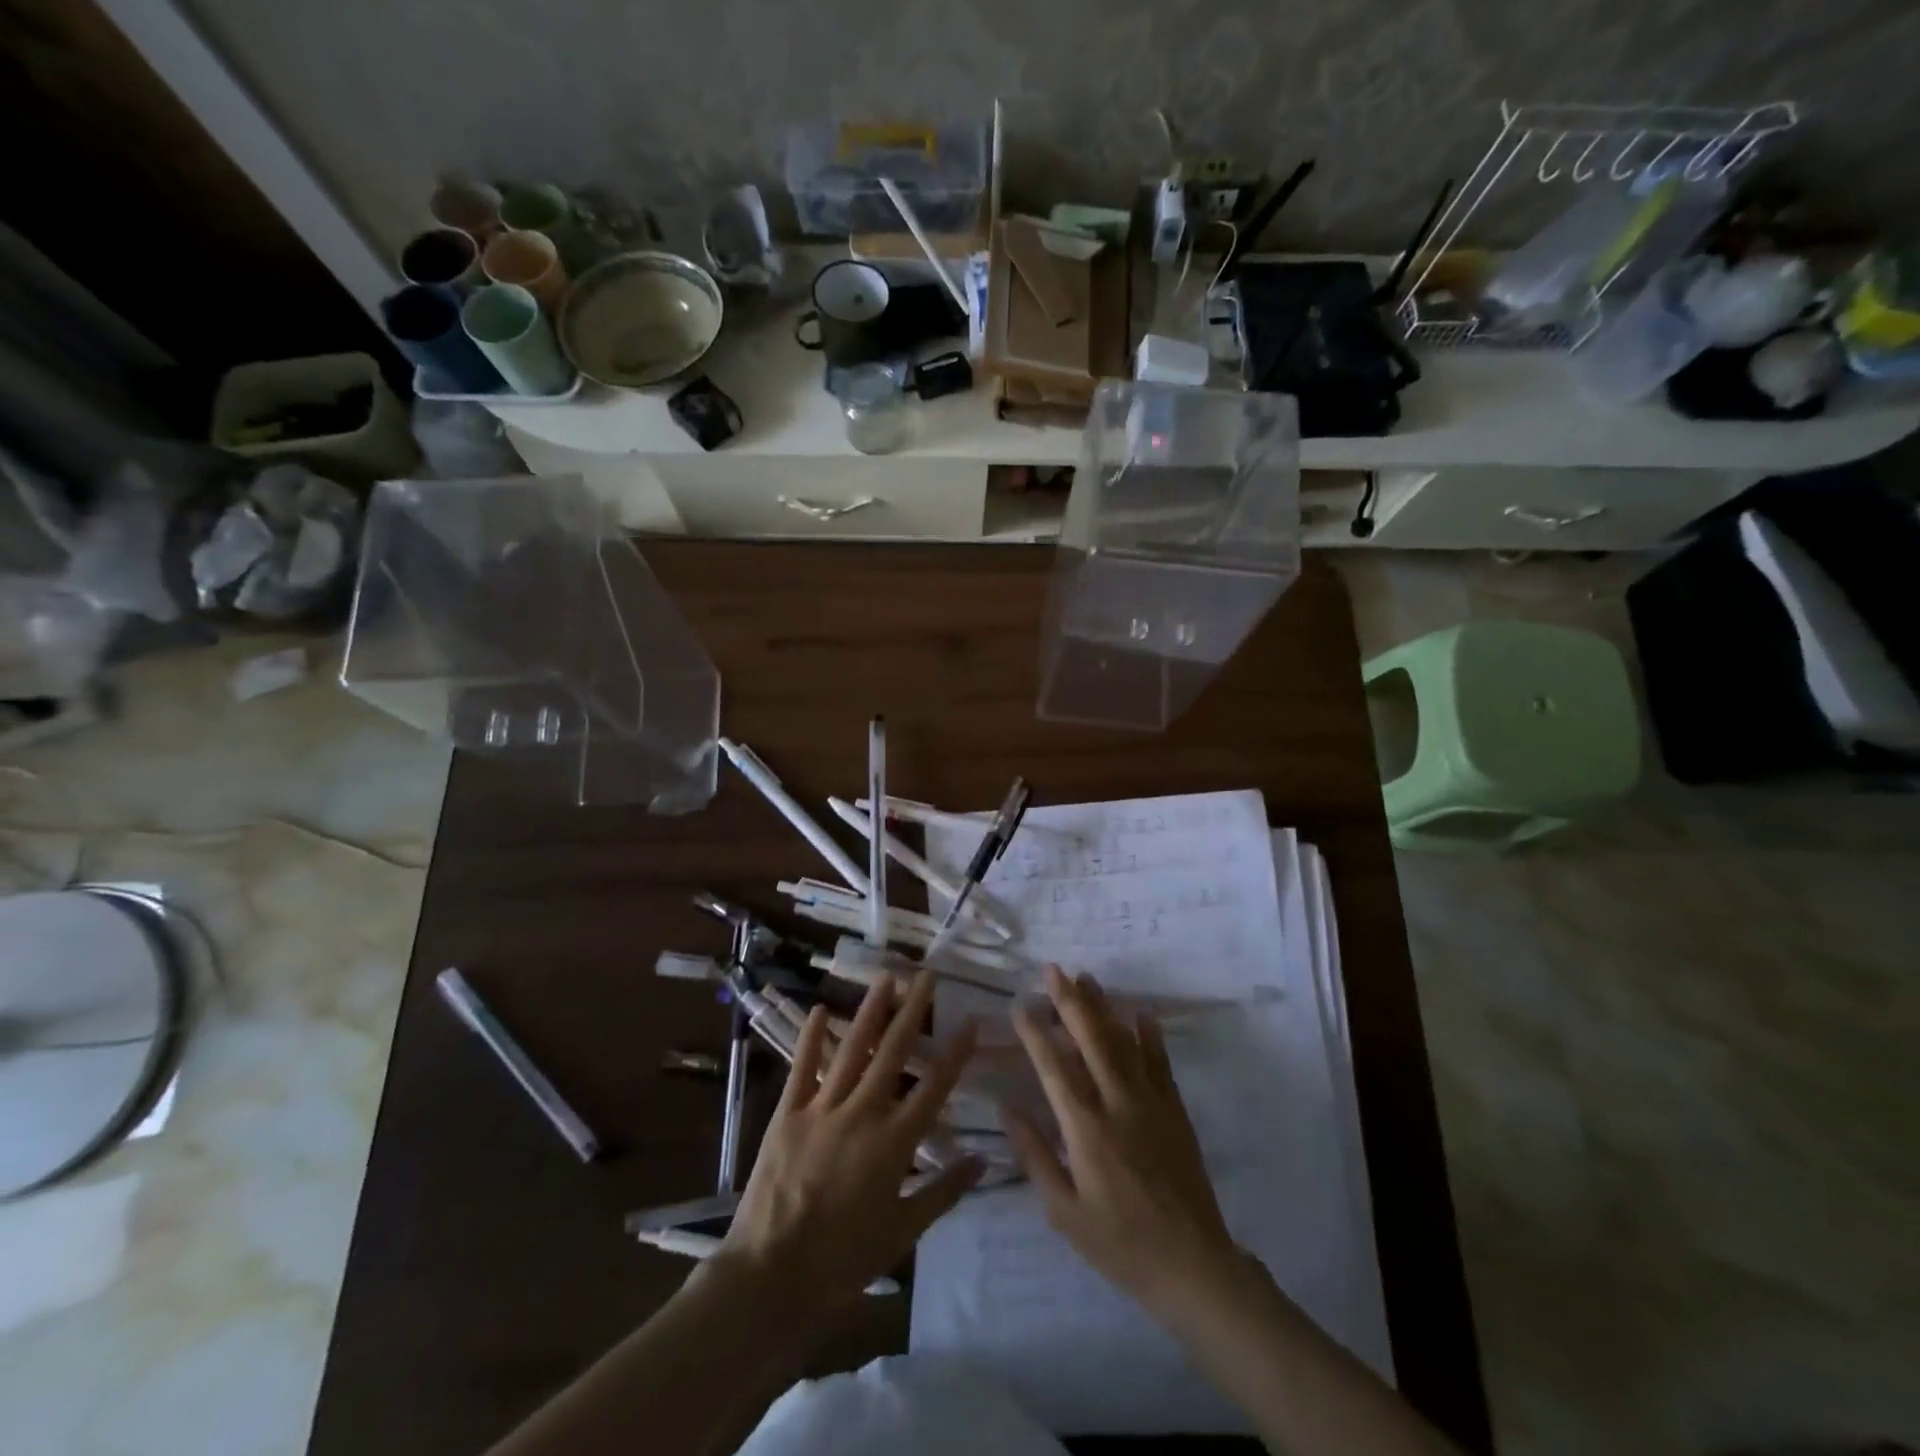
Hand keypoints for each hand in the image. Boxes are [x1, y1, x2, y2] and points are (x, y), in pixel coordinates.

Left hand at [719, 970, 981, 1307]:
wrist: (772, 1275)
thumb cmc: (843, 1259)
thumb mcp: (903, 1231)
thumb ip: (944, 1191)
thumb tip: (983, 1160)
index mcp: (894, 1142)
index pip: (934, 1087)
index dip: (955, 1053)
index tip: (969, 1020)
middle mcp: (862, 1113)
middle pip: (893, 1053)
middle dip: (912, 1011)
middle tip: (926, 975)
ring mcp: (822, 1109)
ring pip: (852, 1049)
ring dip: (870, 1011)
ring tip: (886, 978)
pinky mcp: (788, 1114)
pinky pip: (803, 1067)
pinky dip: (812, 1038)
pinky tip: (820, 1009)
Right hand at [1003, 966, 1242, 1320]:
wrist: (1193, 1265)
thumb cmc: (1119, 1244)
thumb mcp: (1064, 1211)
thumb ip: (1035, 1155)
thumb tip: (1007, 1108)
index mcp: (1085, 1128)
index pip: (1053, 1066)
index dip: (1034, 1032)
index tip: (1020, 1003)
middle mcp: (1117, 1103)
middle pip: (1091, 1038)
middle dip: (1069, 1000)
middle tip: (1053, 969)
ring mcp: (1151, 1102)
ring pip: (1123, 1041)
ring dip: (1103, 1007)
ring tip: (1086, 978)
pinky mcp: (1175, 1110)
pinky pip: (1160, 1063)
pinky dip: (1150, 1035)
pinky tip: (1141, 1014)